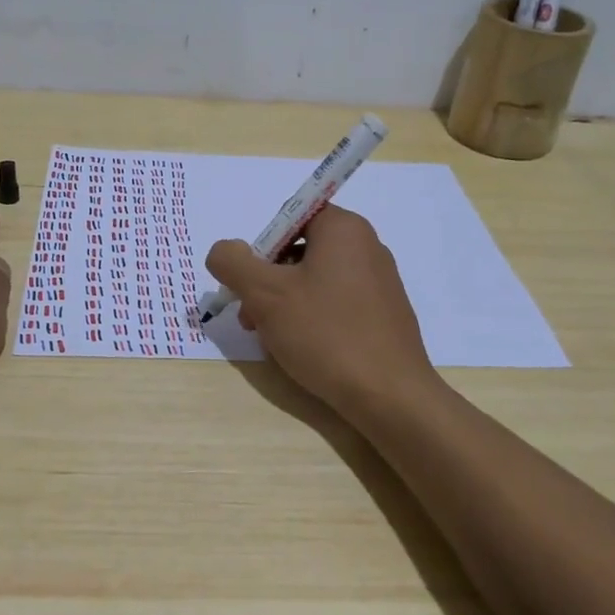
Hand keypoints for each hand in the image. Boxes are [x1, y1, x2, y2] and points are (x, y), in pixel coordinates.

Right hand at [205, 205, 439, 421]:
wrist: (390, 396)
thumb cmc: (325, 333)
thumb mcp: (265, 295)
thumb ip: (233, 263)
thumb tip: (224, 251)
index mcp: (344, 228)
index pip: (290, 218)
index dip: (262, 248)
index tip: (250, 283)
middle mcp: (367, 246)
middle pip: (300, 250)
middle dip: (268, 281)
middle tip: (252, 317)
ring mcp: (380, 282)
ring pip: (316, 280)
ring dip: (285, 303)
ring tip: (272, 340)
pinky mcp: (384, 314)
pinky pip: (337, 303)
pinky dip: (313, 318)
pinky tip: (304, 350)